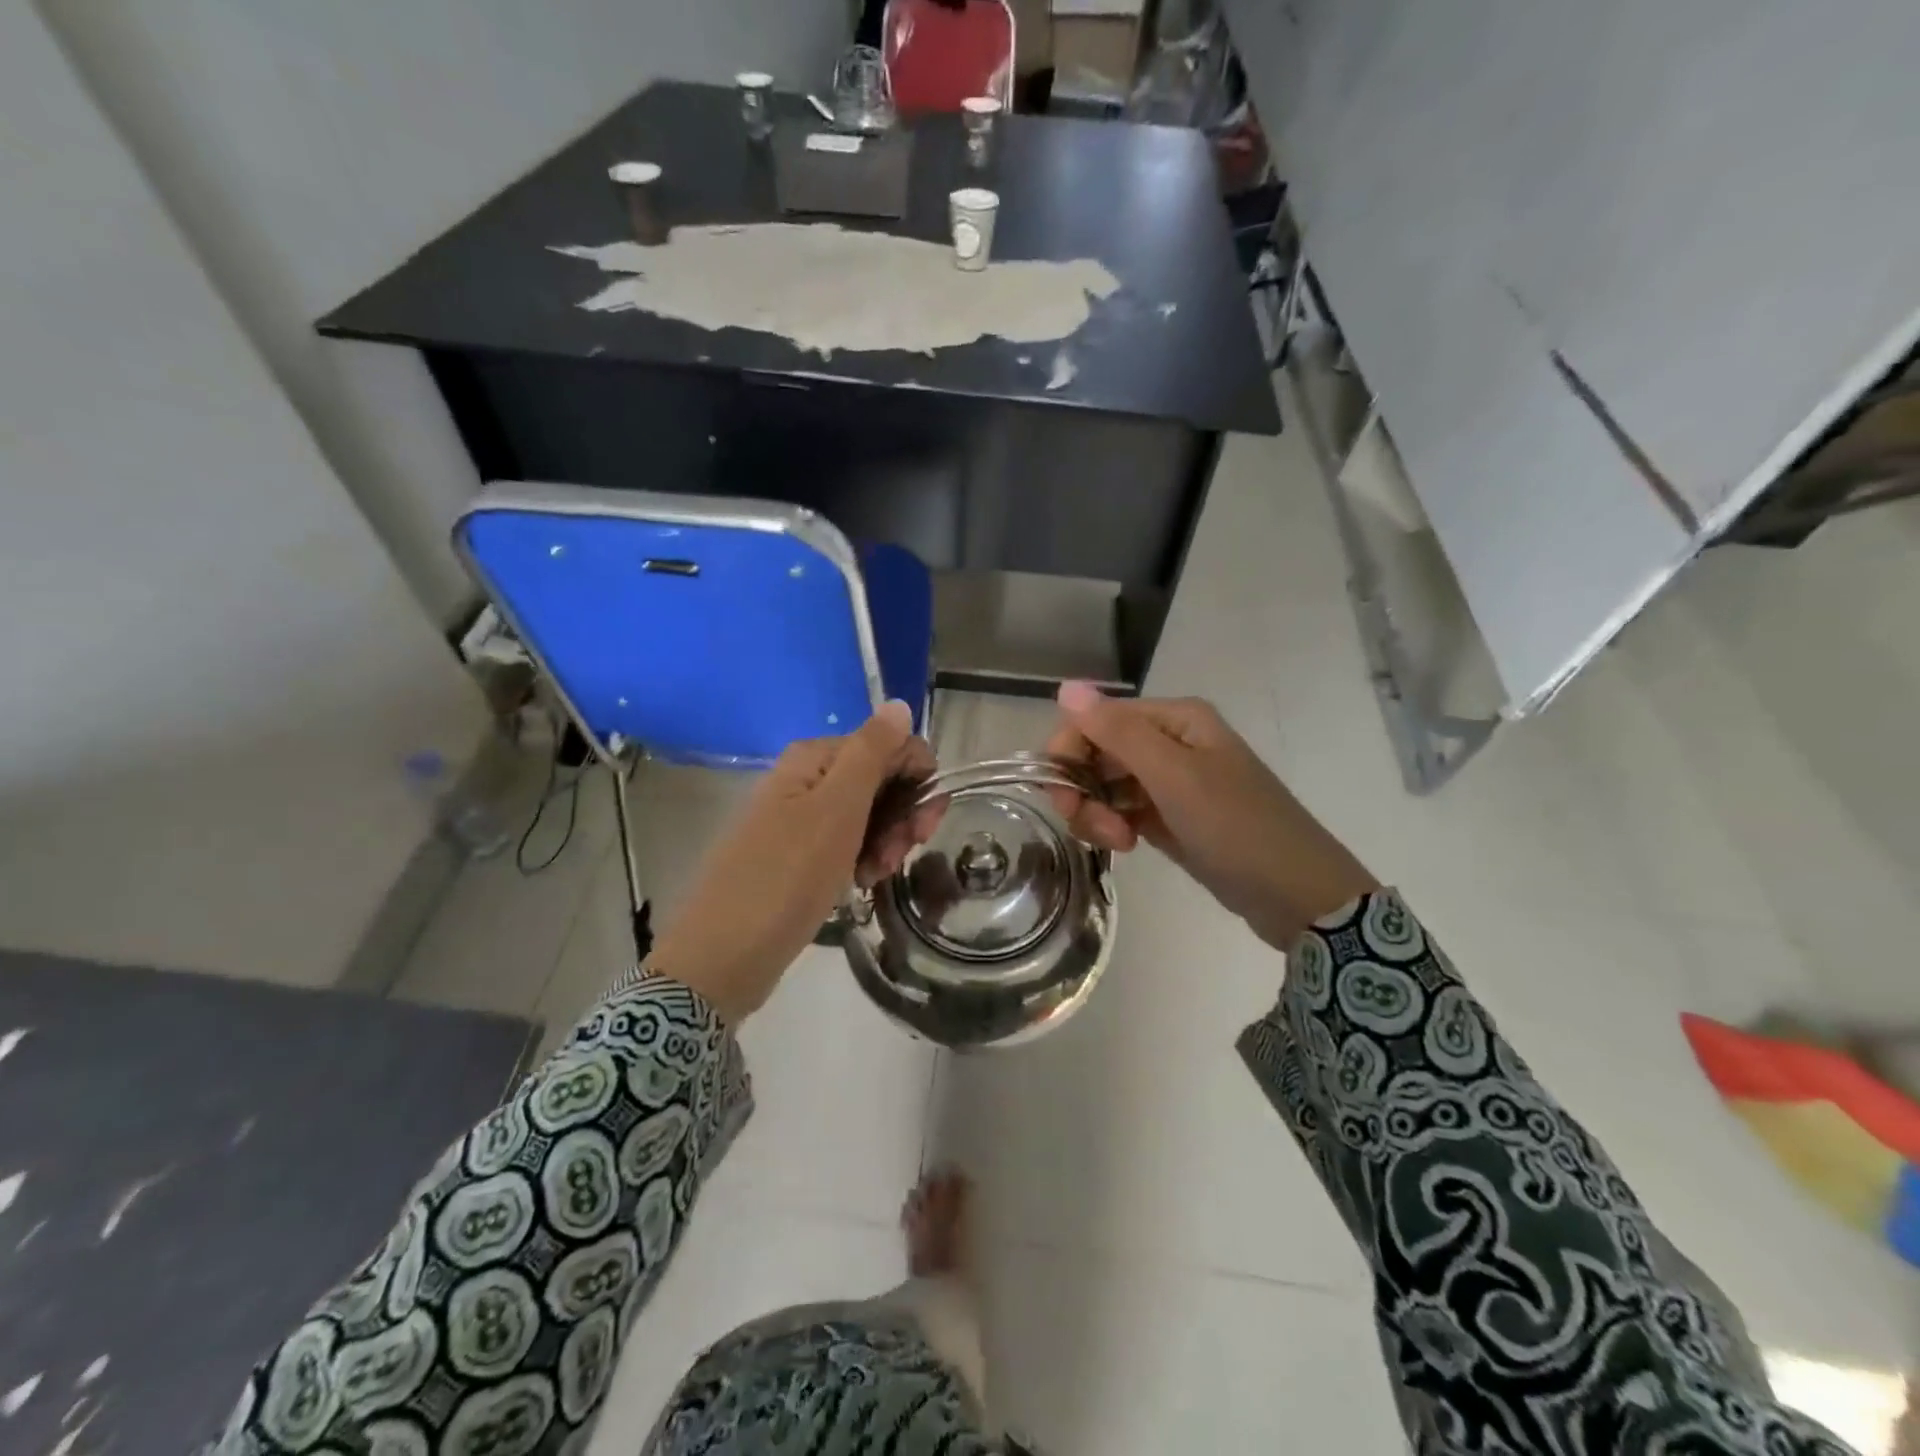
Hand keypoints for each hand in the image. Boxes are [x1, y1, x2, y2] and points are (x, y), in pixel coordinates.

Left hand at [650, 701, 938, 1023]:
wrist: (725, 955)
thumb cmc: (786, 876)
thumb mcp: (837, 808)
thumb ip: (872, 751)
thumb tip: (898, 703)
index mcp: (816, 758)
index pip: (890, 746)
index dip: (917, 779)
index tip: (923, 823)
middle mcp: (808, 780)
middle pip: (880, 780)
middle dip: (902, 816)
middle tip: (898, 854)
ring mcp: (801, 818)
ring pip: (868, 815)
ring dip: (885, 842)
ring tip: (874, 875)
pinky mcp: (799, 855)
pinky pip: (847, 844)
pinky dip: (862, 860)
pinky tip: (859, 884)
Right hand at [1045, 683, 1376, 948]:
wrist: (1297, 895)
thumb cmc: (1238, 828)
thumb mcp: (1176, 777)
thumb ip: (1118, 732)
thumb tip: (1066, 686)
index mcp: (1174, 719)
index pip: (1096, 719)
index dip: (1069, 753)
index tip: (1063, 797)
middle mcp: (1169, 741)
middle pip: (1096, 752)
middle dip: (1084, 790)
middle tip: (1098, 831)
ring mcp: (1170, 781)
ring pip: (1105, 785)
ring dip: (1098, 813)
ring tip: (1119, 844)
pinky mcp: (1169, 816)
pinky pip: (1121, 810)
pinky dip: (1114, 827)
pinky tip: (1126, 847)